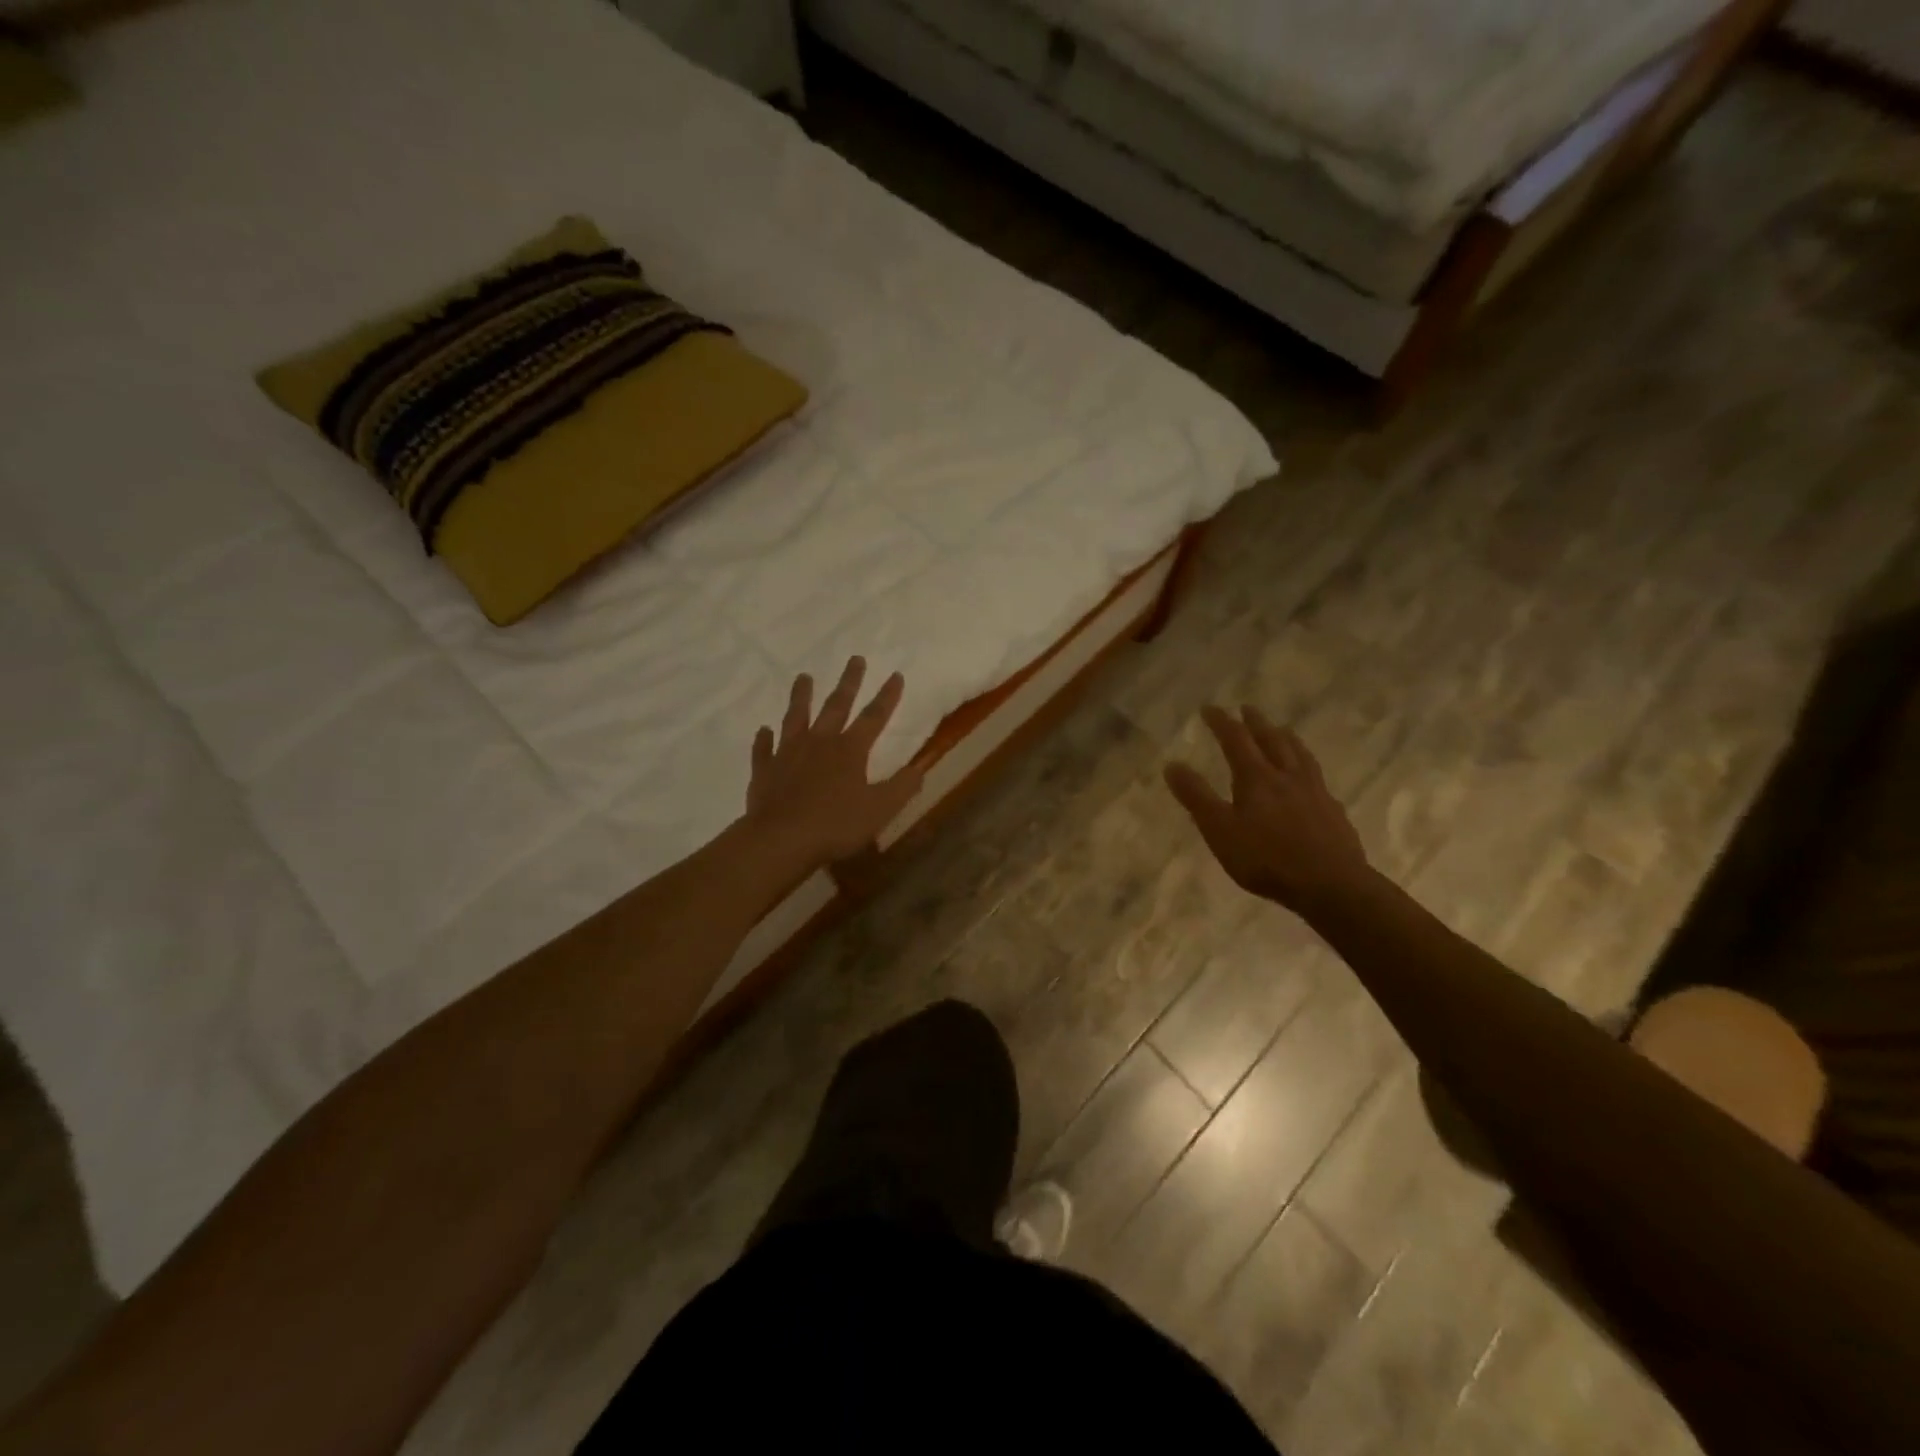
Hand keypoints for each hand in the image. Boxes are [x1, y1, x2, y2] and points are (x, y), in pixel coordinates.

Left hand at [744, 658, 925, 868]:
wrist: (781, 839)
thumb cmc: (836, 825)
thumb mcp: (880, 810)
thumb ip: (902, 787)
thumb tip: (920, 768)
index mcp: (850, 750)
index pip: (874, 717)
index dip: (887, 696)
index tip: (895, 674)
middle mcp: (819, 743)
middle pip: (836, 706)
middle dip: (849, 682)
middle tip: (855, 659)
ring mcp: (788, 753)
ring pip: (796, 717)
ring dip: (801, 696)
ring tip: (804, 677)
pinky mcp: (765, 770)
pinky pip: (764, 749)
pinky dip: (764, 739)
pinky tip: (764, 730)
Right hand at [1164, 705, 1371, 916]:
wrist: (1331, 885)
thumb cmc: (1266, 858)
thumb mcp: (1220, 830)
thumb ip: (1196, 797)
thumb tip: (1172, 764)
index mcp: (1257, 778)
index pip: (1236, 740)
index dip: (1221, 722)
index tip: (1209, 708)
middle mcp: (1287, 776)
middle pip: (1272, 740)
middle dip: (1256, 723)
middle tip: (1247, 709)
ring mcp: (1315, 792)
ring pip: (1299, 754)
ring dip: (1286, 737)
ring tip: (1281, 729)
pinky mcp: (1333, 810)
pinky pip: (1317, 777)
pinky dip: (1307, 766)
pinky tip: (1309, 776)